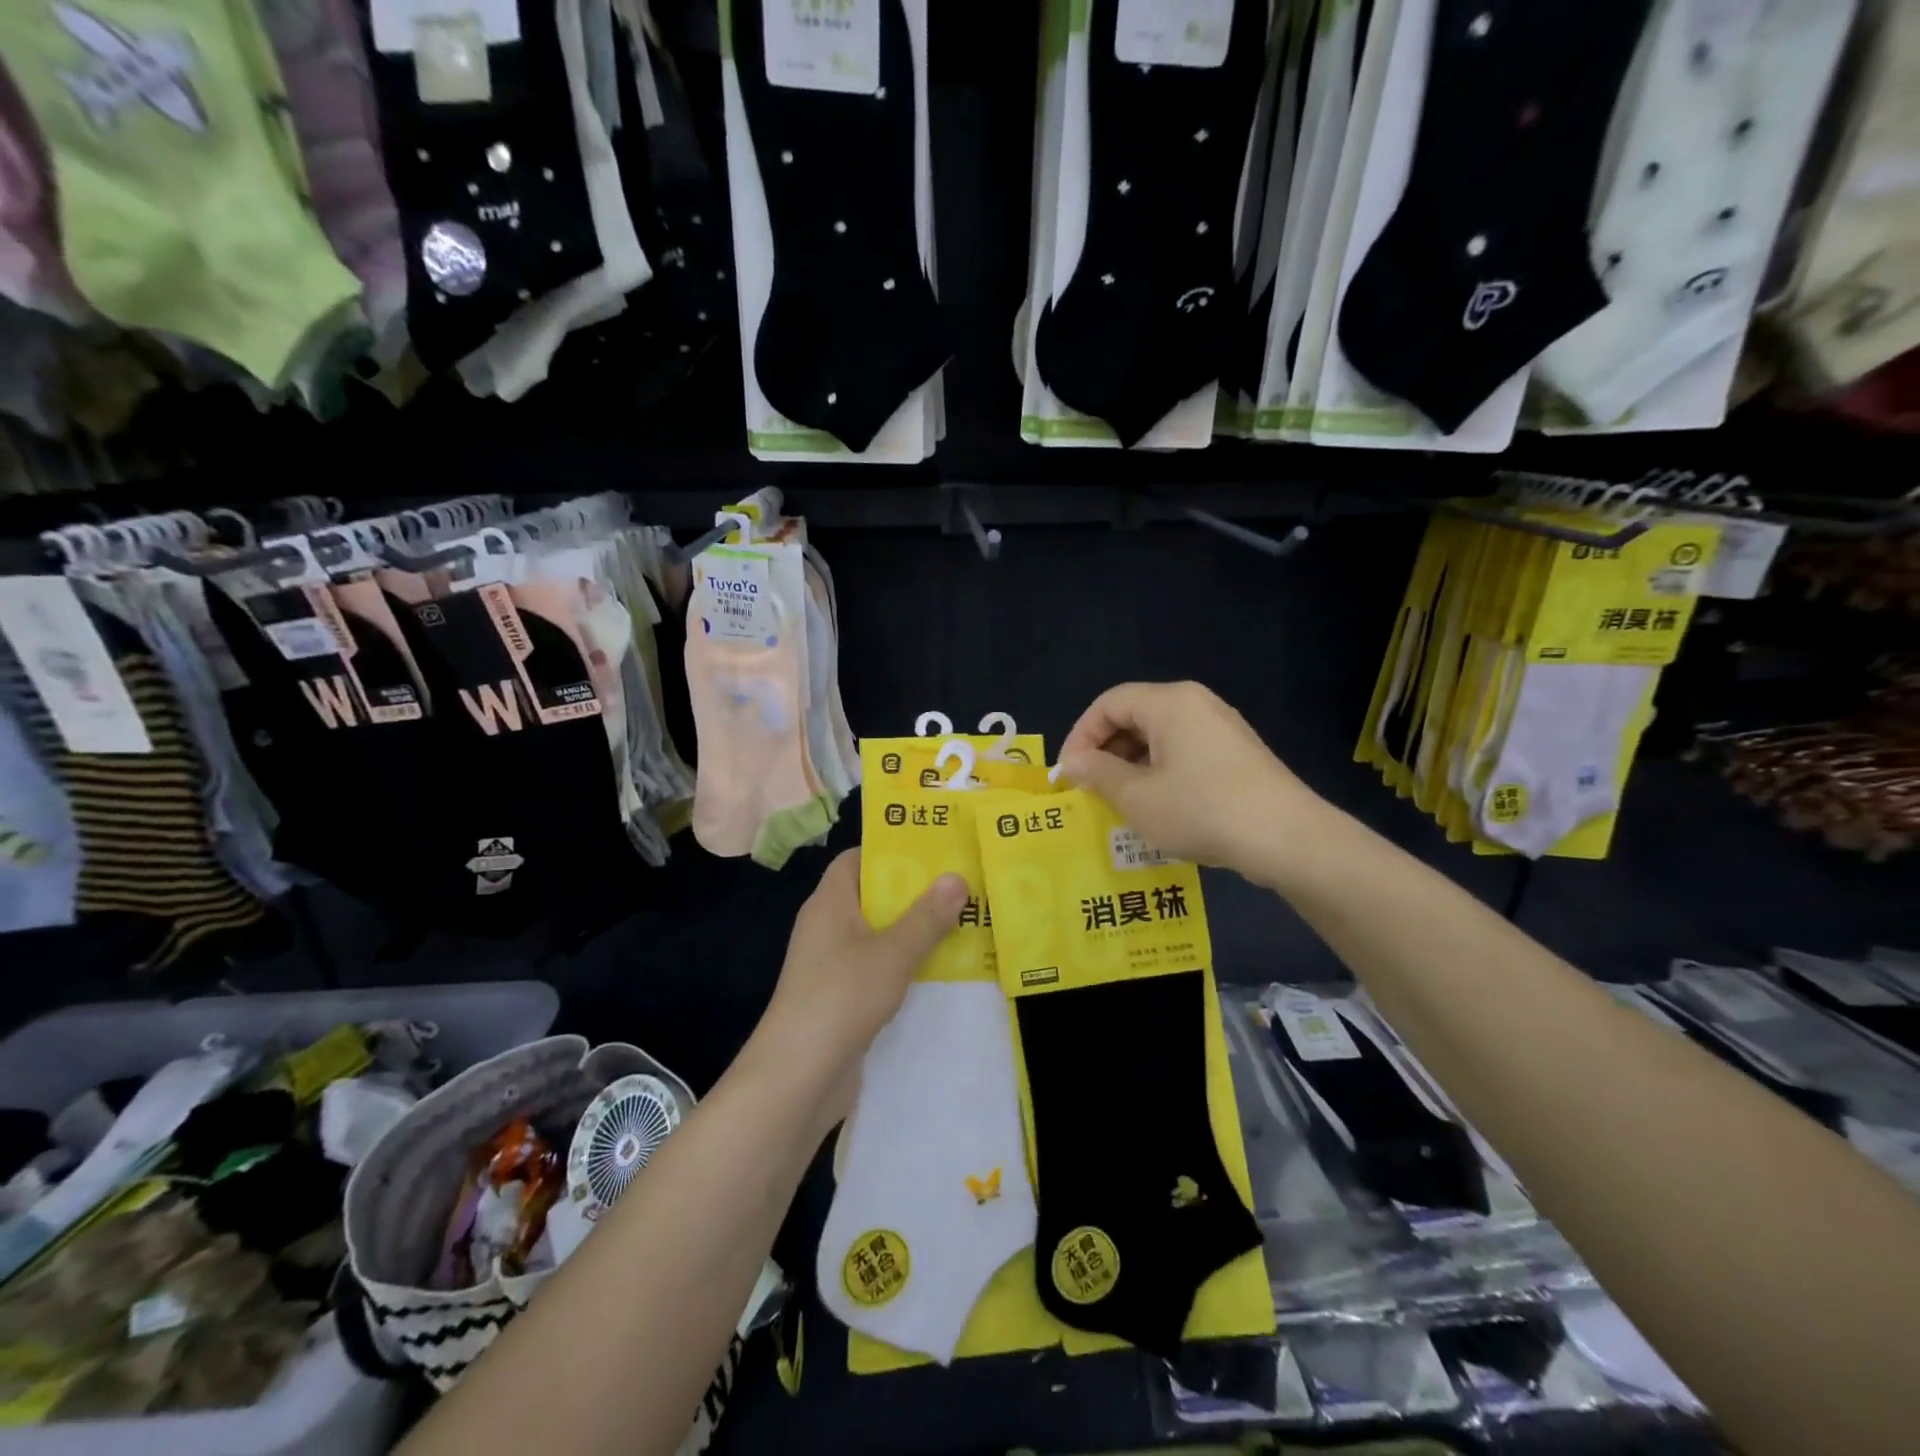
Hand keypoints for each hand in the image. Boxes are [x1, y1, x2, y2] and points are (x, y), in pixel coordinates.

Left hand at [751, 850, 966, 1120]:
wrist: (798, 1077)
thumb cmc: (841, 998)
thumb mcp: (892, 953)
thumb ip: (926, 917)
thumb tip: (956, 877)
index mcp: (830, 903)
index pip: (855, 859)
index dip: (890, 851)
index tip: (933, 851)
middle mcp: (828, 927)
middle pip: (872, 896)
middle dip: (915, 893)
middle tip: (962, 886)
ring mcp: (833, 965)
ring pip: (880, 935)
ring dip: (916, 932)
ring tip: (965, 923)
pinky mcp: (842, 998)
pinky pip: (879, 968)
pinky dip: (907, 965)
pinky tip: (943, 971)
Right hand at [1058, 681, 1322, 877]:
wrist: (1286, 838)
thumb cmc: (1201, 810)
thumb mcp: (1137, 797)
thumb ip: (1098, 774)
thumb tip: (1074, 763)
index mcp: (1169, 702)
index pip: (1108, 703)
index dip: (1081, 736)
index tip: (1068, 774)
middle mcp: (1196, 704)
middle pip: (1135, 716)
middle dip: (1105, 751)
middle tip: (1090, 789)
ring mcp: (1221, 728)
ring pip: (1160, 737)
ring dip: (1131, 766)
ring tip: (1118, 803)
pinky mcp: (1237, 754)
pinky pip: (1184, 752)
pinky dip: (1160, 773)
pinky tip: (1157, 808)